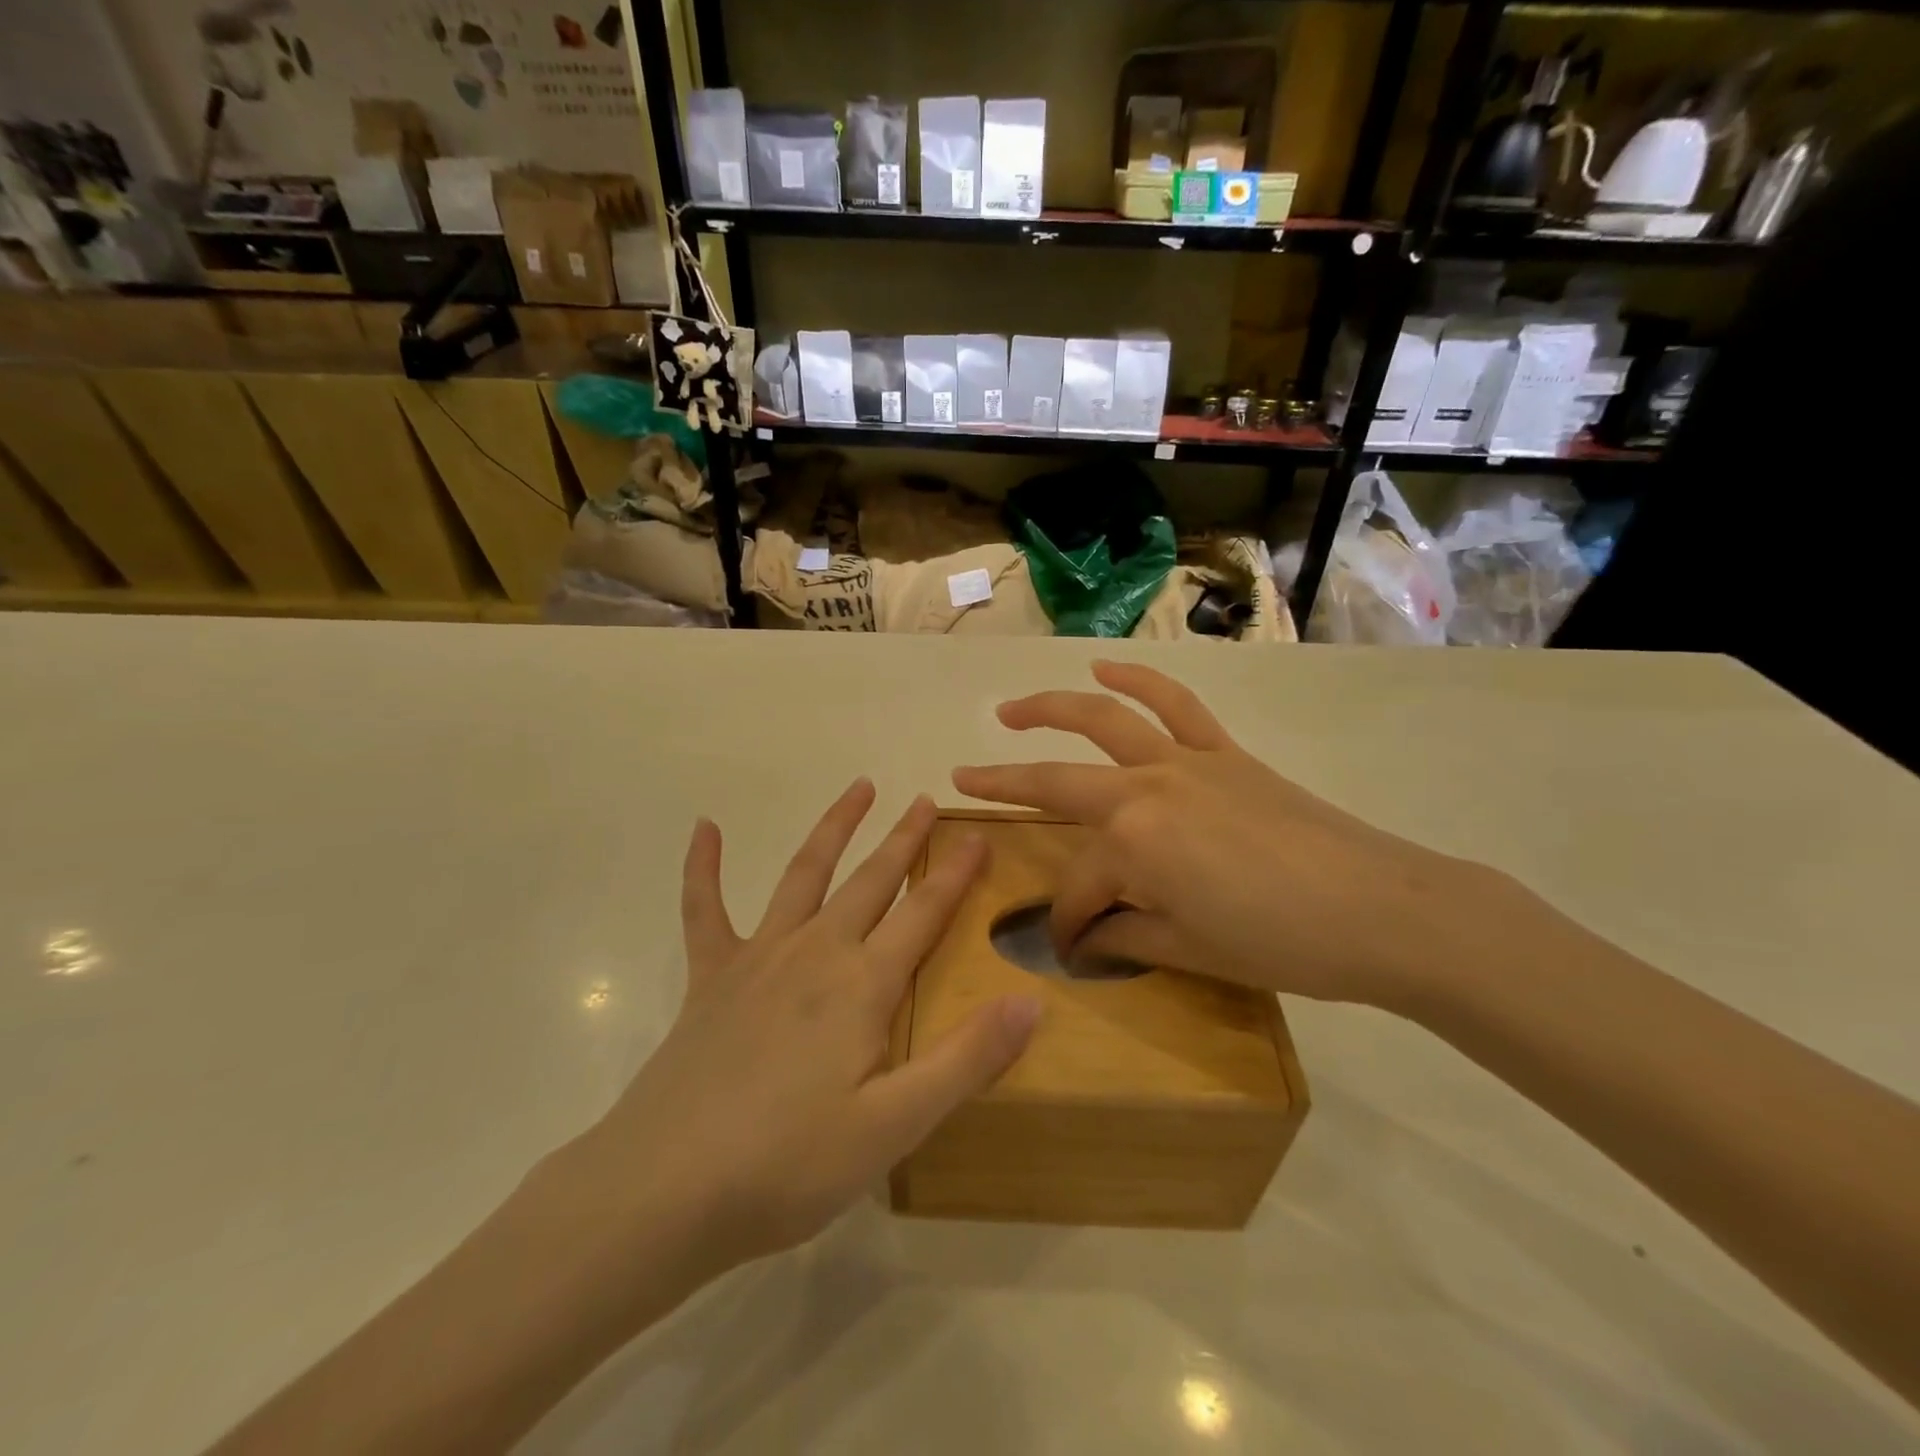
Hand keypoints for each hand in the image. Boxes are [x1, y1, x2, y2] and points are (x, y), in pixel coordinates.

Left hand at [569, 782, 1040, 1282]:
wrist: (665, 1189)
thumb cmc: (789, 1163)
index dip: (955, 873)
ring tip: (858, 787)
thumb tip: (1031, 1000)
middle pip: (870, 880)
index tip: (978, 834)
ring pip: (804, 874)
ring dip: (834, 829)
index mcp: (862, 985)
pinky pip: (705, 909)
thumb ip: (965, 1060)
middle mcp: (815, 952)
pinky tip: (704, 828)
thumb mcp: (894, 1125)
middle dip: (902, 838)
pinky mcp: (709, 977)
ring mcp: (758, 958)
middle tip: (924, 800)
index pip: (923, 913)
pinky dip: (704, 867)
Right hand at [952, 661, 1497, 1009]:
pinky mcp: (1221, 751)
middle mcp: (1144, 788)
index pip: (1077, 888)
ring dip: (1047, 709)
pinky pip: (1173, 703)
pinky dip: (1137, 679)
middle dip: (1002, 786)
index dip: (1066, 922)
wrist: (1383, 908)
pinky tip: (1105, 667)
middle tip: (961, 781)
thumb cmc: (1281, 941)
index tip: (1069, 947)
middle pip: (1056, 784)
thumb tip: (1086, 937)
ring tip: (1009, 711)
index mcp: (1133, 845)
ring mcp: (1183, 760)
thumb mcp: (1189, 950)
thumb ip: (1125, 936)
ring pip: (1101, 719)